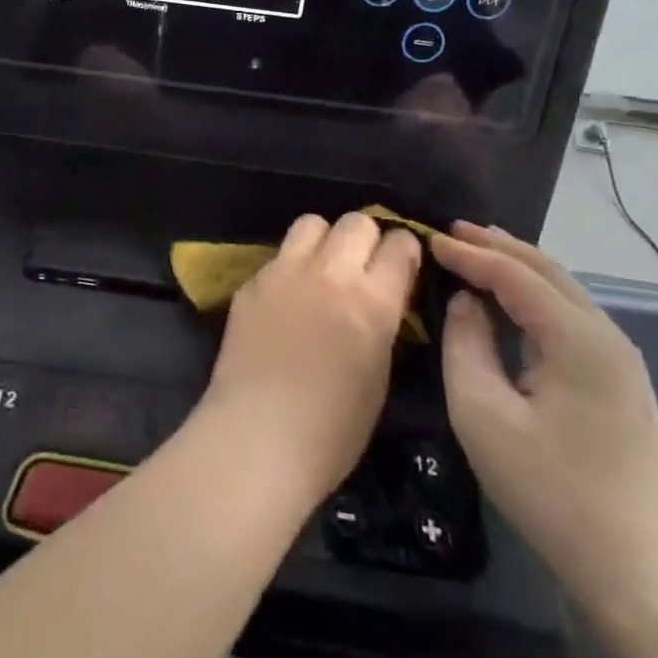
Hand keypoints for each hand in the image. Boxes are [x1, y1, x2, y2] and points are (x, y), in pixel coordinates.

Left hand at [202, 212, 420, 506]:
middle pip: (356, 222)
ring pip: (312, 222)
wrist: (257, 435)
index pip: (400, 245)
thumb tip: (381, 299)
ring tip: (323, 269)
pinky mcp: (251, 281)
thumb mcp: (379, 374)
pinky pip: (279, 255)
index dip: (405, 251)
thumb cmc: (333, 429)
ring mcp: (284, 271)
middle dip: (367, 238)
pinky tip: (287, 297)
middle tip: (363, 266)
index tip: (403, 265)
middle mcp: (330, 273)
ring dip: (324, 239)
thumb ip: (383, 322)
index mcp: (372, 301)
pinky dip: (290, 266)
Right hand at [432, 224, 657, 612]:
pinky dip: (535, 295)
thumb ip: (465, 345)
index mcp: (577, 338)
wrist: (643, 574)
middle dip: (498, 245)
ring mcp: (620, 361)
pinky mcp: (621, 384)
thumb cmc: (552, 491)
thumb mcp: (483, 414)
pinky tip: (512, 301)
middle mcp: (607, 336)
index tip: (428, 238)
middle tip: (452, 230)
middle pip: (548, 271)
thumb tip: (465, 304)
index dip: (469, 253)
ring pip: (563, 291)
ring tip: (477, 252)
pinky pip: (571, 318)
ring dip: (519, 267)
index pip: (514, 275)